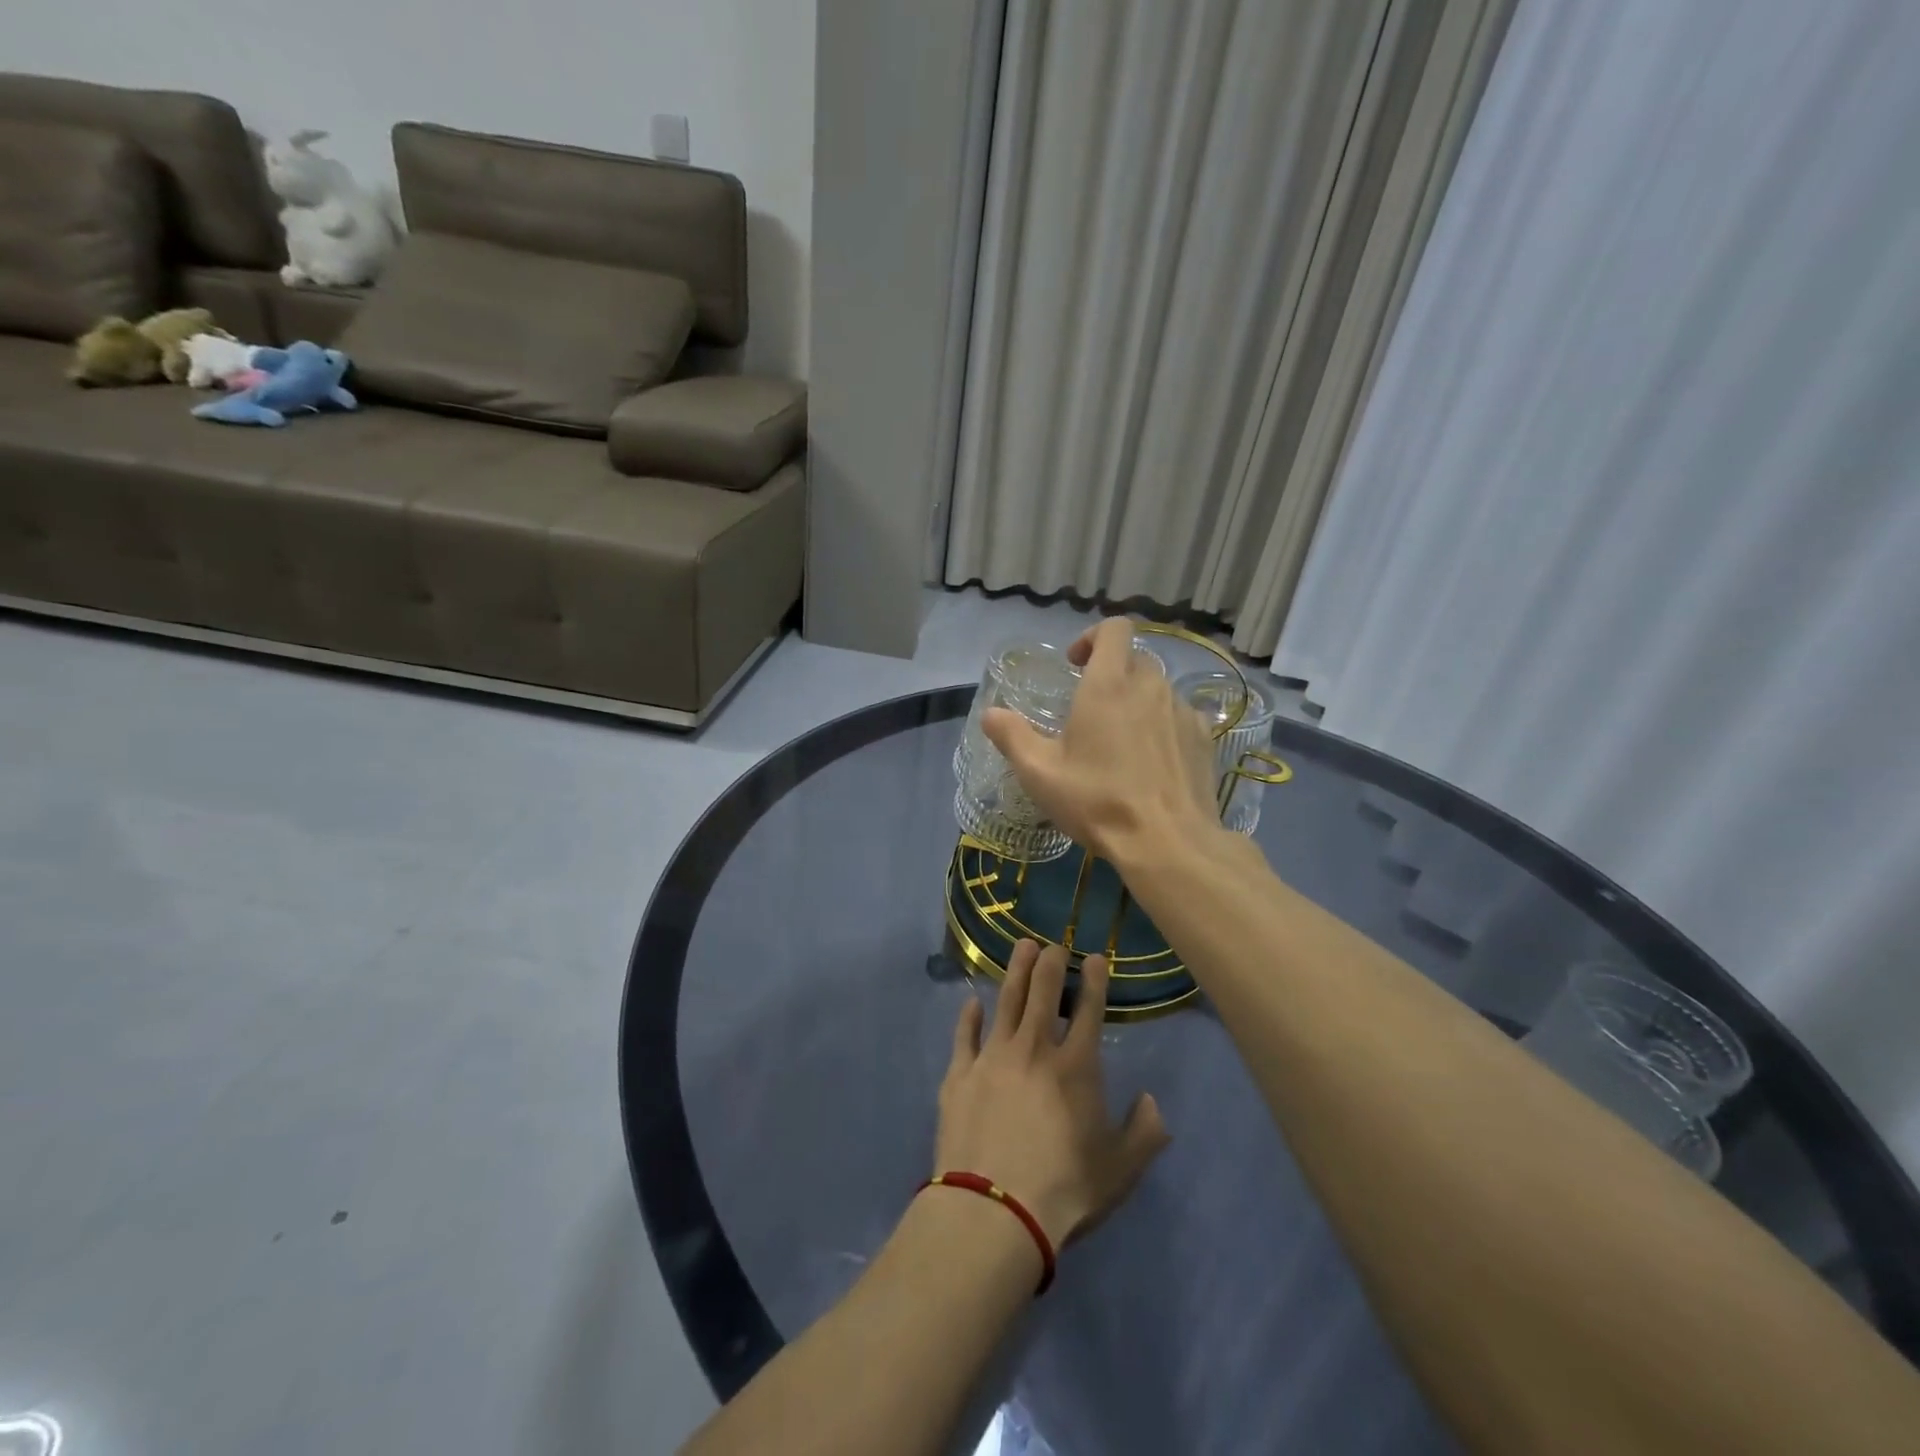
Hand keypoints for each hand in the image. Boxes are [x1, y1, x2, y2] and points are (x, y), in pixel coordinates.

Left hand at [934, 940, 1170, 1249]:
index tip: (1095, 957)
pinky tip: (971, 1003)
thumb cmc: (1064, 1189)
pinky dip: (969, 1016)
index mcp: (1076, 1067)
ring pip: (1006, 1001)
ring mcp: (993, 1057)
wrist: (993, 1210)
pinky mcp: (960, 1074)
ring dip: (1016, 972)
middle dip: (1051, 964)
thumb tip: (1151, 1101)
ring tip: (1022, 947)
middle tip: (1054, 944)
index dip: (1094, 981)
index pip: (1089, 1012)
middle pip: (1043, 994)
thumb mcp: (1120, 1170)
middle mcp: (1034, 1049)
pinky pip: (965, 1035)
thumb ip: (1144, 1133)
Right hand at [982, 617, 1219, 863]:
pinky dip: (1162, 726)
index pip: (1114, 629)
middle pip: (1134, 659)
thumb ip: (1012, 736)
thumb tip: (990, 714)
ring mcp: (1182, 711)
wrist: (1168, 842)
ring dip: (1137, 702)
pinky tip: (1151, 762)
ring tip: (1120, 742)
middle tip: (1090, 712)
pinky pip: (1179, 716)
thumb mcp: (1040, 773)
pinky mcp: (1204, 738)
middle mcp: (1150, 687)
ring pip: (1157, 689)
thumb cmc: (1097, 801)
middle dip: (1112, 674)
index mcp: (1108, 685)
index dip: (1093, 637)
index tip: (1076, 664)